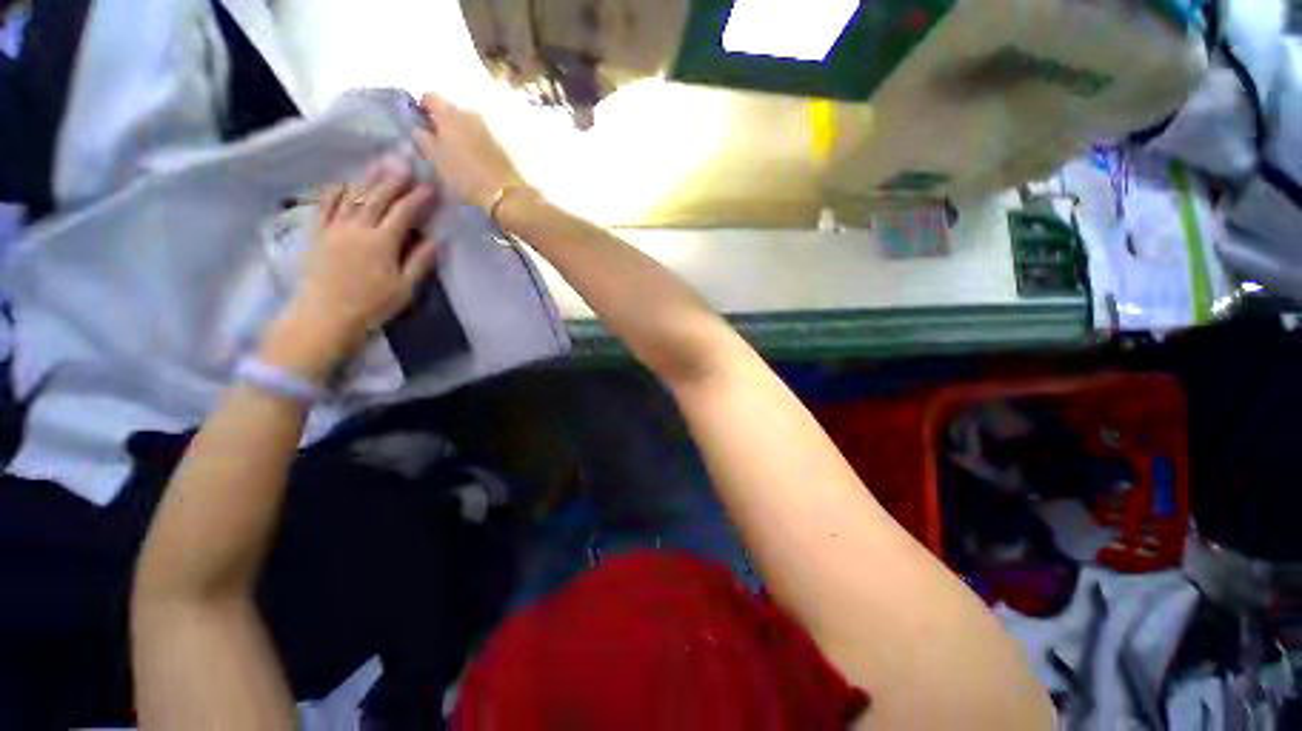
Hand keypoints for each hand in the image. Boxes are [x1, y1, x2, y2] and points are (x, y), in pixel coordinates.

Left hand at [262, 161, 439, 380]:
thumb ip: (419, 262)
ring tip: (379, 163)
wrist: (325, 315)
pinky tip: (342, 182)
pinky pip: (325, 206)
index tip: (431, 186)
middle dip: (394, 179)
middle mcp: (358, 228)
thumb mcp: (404, 288)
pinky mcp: (318, 234)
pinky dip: (334, 192)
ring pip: (352, 196)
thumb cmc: (371, 304)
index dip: (418, 198)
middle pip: (378, 197)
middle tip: (405, 163)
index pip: (404, 213)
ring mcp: (335, 228)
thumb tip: (434, 240)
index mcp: (383, 242)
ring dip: (367, 178)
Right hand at [415, 93, 525, 210]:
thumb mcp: (435, 158)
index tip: (420, 125)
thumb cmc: (465, 176)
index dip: (422, 109)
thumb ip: (423, 138)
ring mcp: (488, 127)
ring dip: (460, 132)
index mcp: (450, 112)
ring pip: (467, 123)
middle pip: (451, 110)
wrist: (505, 193)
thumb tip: (420, 127)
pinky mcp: (501, 142)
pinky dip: (473, 142)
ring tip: (456, 153)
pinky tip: (472, 158)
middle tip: (438, 142)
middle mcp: (470, 112)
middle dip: (443, 122)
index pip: (429, 97)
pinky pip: (480, 135)